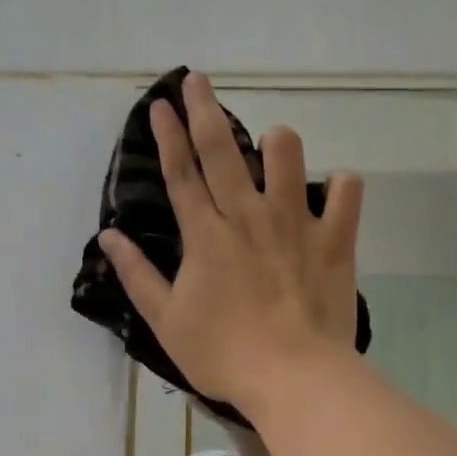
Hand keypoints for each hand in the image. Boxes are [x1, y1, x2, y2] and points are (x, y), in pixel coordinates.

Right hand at [98, 73, 364, 413]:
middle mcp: (248, 215)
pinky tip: (334, 191)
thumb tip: (109, 236)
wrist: (293, 377)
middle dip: (205, 109)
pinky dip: (342, 187)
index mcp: (205, 234)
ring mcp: (295, 223)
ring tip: (272, 144)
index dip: (167, 135)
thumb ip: (137, 275)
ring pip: (288, 156)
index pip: (180, 172)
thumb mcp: (166, 320)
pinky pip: (347, 194)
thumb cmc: (223, 354)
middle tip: (196, 78)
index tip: (159, 103)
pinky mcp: (335, 240)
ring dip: (277, 142)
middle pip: (222, 150)